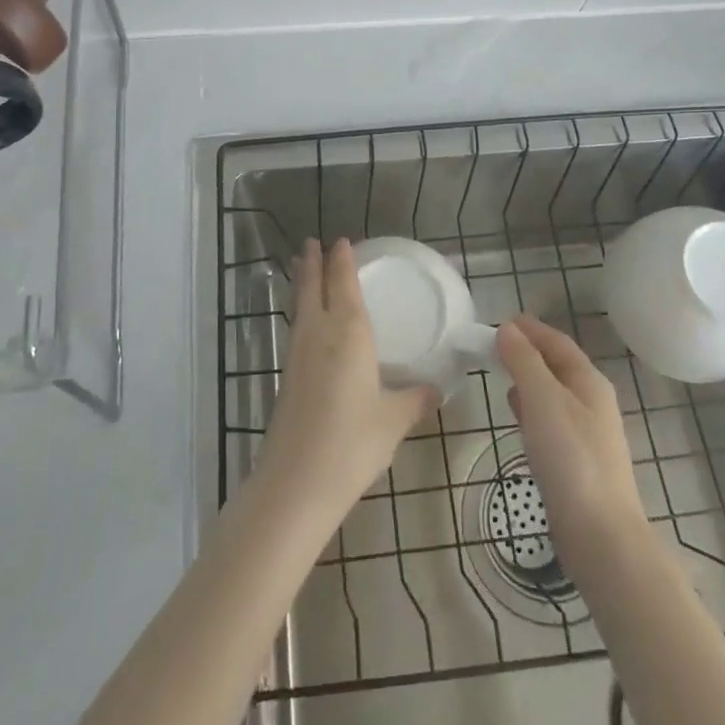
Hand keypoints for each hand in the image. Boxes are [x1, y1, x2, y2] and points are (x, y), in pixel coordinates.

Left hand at [263, 240, 439, 511]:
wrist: (296, 483)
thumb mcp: (394, 420)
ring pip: (301, 307)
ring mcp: (298, 355)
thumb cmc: (353, 442)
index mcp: (349, 333)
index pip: (343, 283)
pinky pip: (297, 329)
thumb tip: (437, 389)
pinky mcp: (288, 378)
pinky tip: (309, 325)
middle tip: (312, 243)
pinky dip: (302, 312)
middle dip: (312, 263)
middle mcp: (319, 334)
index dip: (341, 261)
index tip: (340, 241)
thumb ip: (416, 400)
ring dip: (303, 284)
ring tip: (303, 270)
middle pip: (312, 287)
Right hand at [498, 316, 646, 563]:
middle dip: (528, 352)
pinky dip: (531, 409)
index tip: (502, 321)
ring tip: (501, 375)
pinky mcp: (577, 462)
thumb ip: (524, 362)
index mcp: (589, 382)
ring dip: (529, 380)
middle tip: (494, 346)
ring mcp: (587, 434)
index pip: (558, 342)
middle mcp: (592, 402)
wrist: (601, 536)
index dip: (531, 329)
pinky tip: (517, 417)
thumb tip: (507, 329)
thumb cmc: (572, 459)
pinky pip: (551, 420)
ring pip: (554, 394)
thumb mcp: (543, 400)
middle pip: (558, 366)